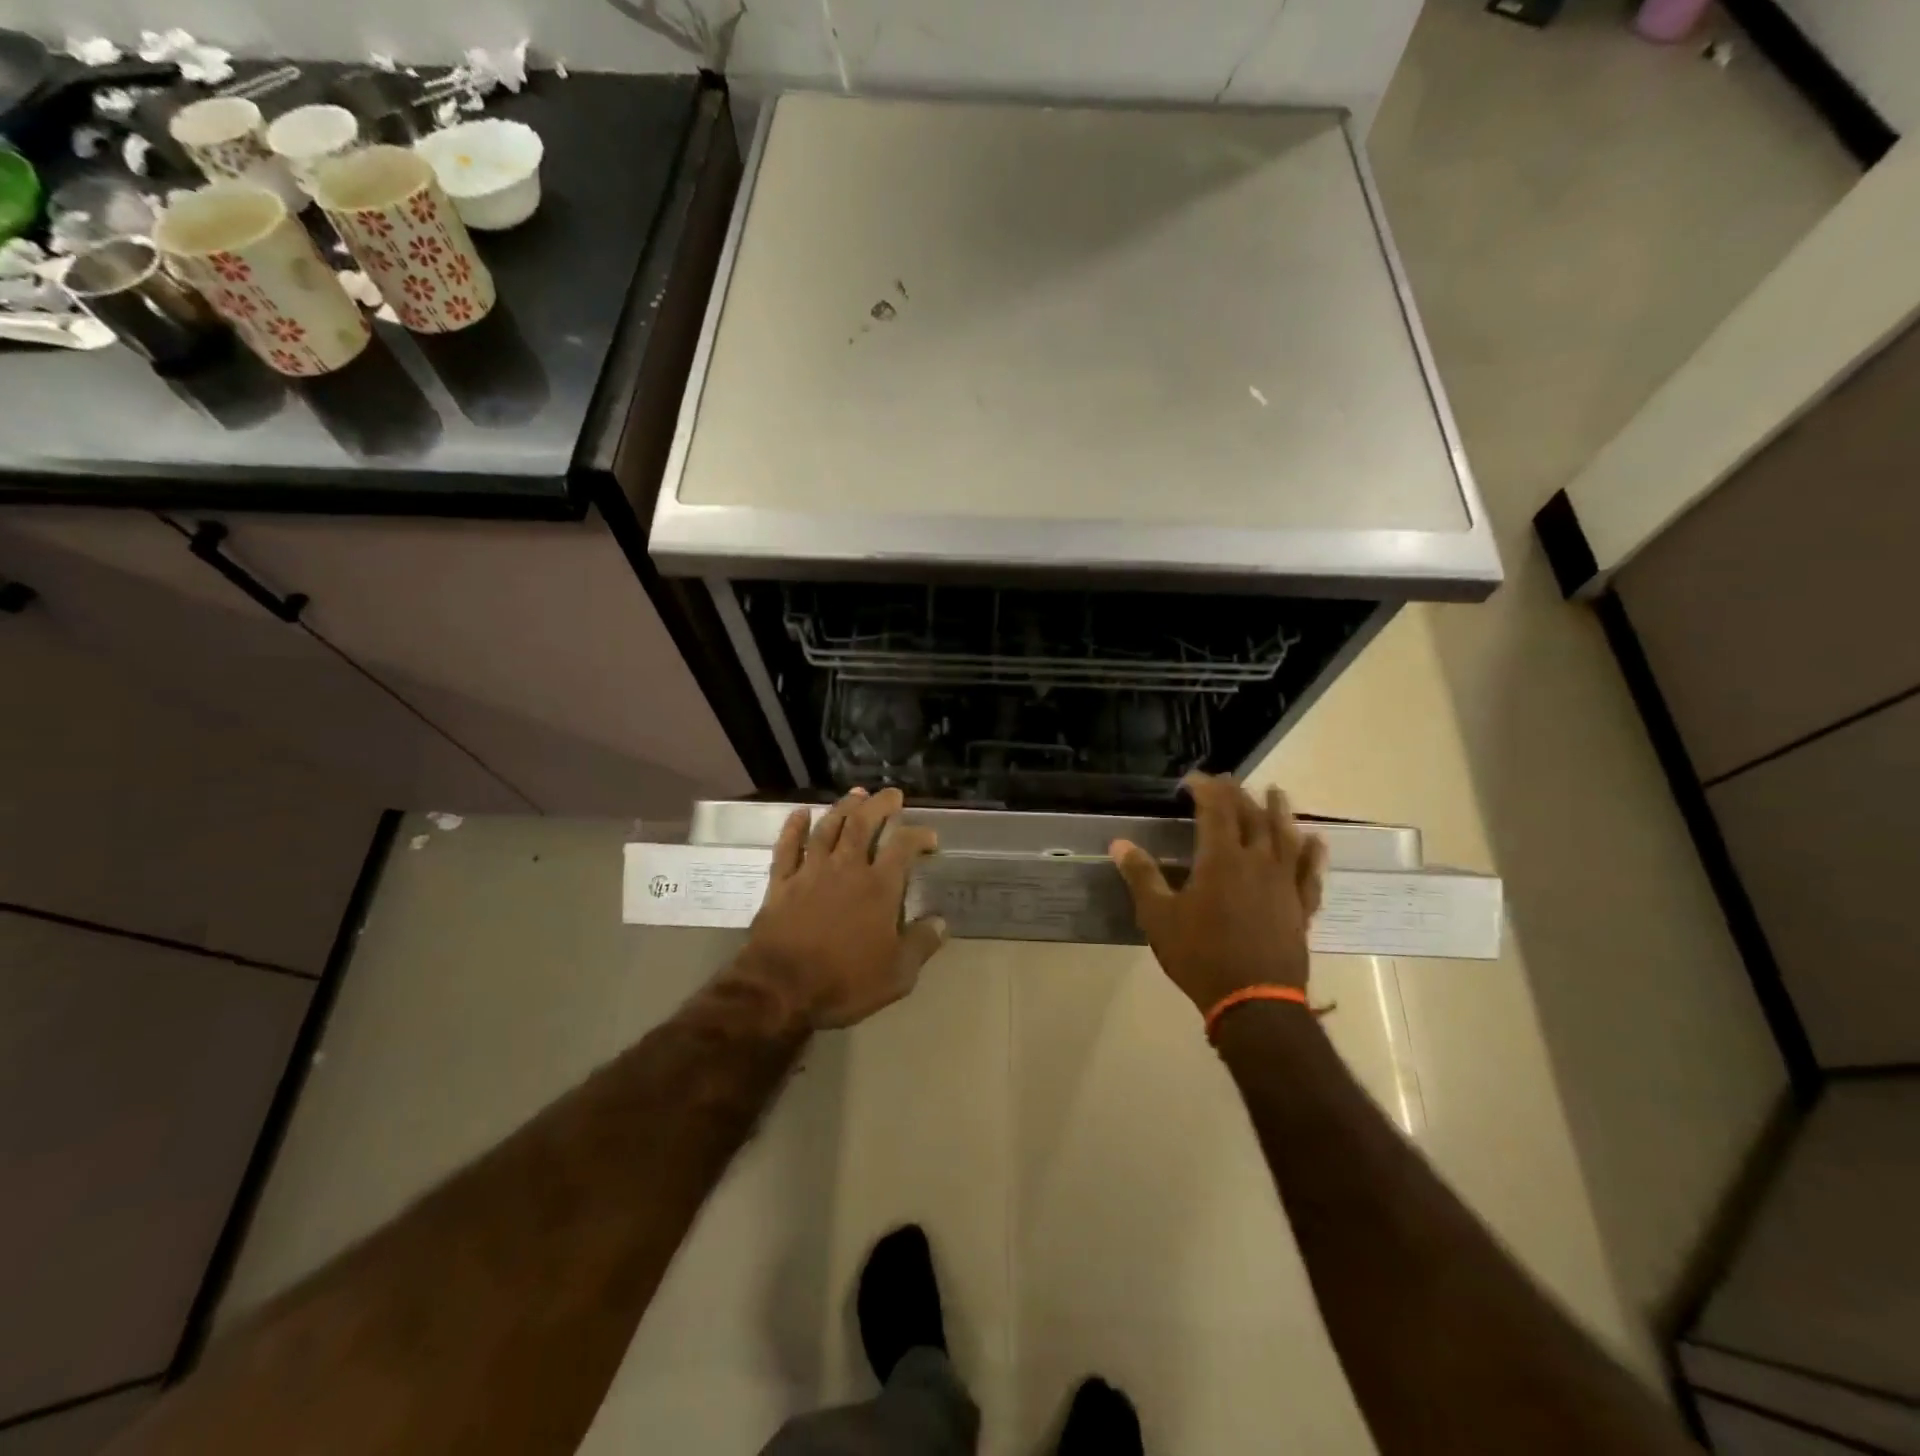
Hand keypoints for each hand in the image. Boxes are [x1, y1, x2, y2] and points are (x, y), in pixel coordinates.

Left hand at [737, 788, 946, 1029]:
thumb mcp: (897, 974)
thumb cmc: (844, 982)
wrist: (780, 989)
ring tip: (855, 795)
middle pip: (863, 824)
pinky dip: (794, 828)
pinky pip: (787, 847)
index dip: (919, 836)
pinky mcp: (781, 883)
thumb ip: (921, 944)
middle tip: (891, 794)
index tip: (930, 838)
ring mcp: (810, 872)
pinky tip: (800, 814)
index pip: (903, 847)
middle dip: (879, 805)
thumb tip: (940, 922)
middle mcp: (846, 869)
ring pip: (828, 828)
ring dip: (843, 808)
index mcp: (878, 887)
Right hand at [1111, 773, 1326, 1013]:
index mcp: (1222, 859)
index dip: (1206, 788)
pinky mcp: (1301, 907)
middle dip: (1238, 795)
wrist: (1254, 1001)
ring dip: (1280, 811)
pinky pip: (1310, 872)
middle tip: (1228, 782)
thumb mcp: (1159, 916)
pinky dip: (1312, 854)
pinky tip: (1316, 842)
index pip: (1216, 810)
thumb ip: (1142, 876)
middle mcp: (1258, 862)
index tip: (1192, 779)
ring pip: (1286, 837)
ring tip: (1277, 792)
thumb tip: (1119, 844)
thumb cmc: (1200, 955)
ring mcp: (1284, 884)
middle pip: (1252, 817)